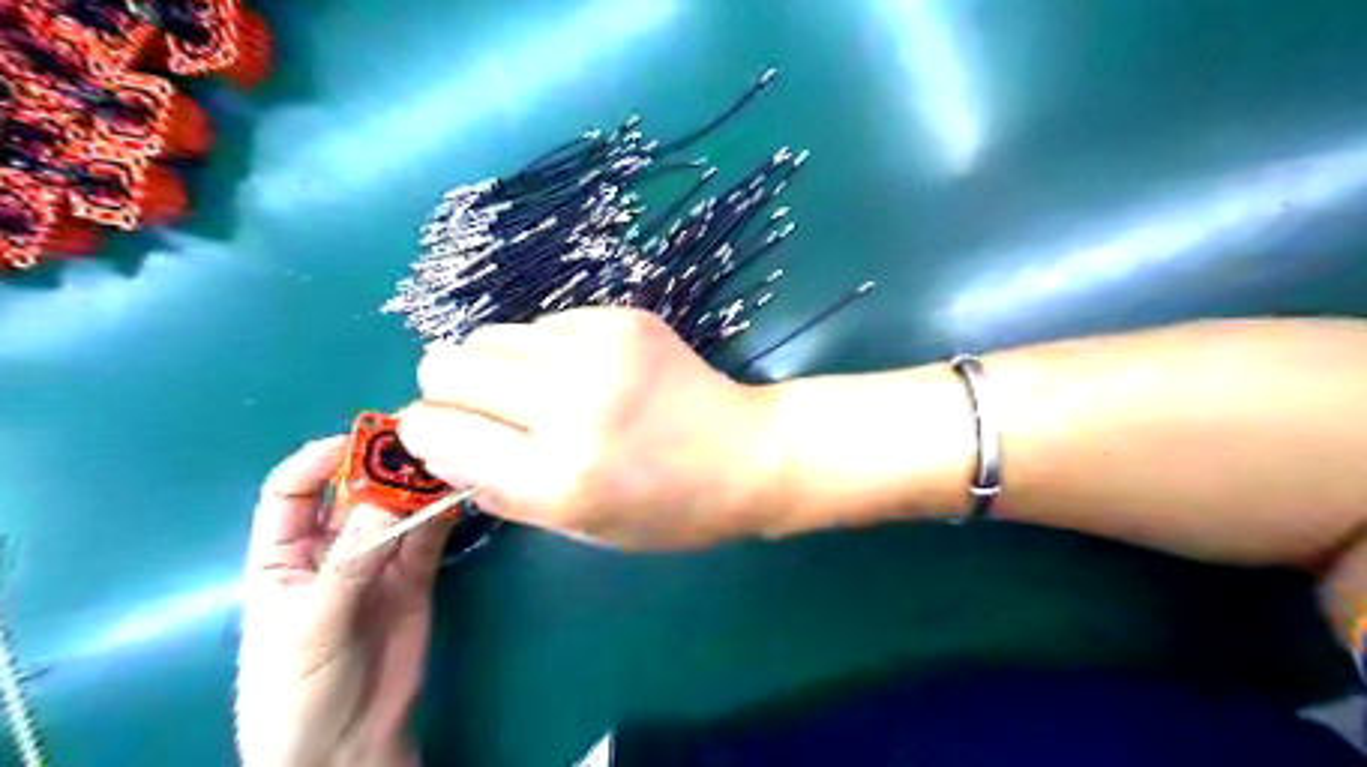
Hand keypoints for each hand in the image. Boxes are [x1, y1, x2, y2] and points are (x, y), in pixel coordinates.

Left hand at [236, 437, 459, 766]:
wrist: (346, 746)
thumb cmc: (297, 691)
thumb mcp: (308, 627)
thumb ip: (346, 565)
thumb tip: (385, 502)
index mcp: (282, 556)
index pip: (290, 492)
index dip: (316, 461)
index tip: (357, 441)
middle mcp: (331, 549)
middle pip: (353, 493)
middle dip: (380, 468)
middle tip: (418, 445)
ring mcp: (377, 562)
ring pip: (398, 511)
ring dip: (419, 488)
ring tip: (448, 462)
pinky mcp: (415, 578)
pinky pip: (429, 538)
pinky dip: (444, 515)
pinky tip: (460, 495)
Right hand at [396, 304, 779, 550]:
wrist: (747, 453)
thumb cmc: (668, 509)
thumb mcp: (579, 526)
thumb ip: (498, 490)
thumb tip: (438, 445)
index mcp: (555, 476)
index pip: (435, 430)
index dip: (427, 431)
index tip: (445, 435)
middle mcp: (568, 405)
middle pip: (444, 364)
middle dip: (448, 389)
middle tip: (484, 409)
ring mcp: (598, 351)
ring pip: (488, 334)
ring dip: (496, 365)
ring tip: (538, 391)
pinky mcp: (622, 319)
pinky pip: (545, 324)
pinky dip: (547, 350)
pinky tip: (586, 372)